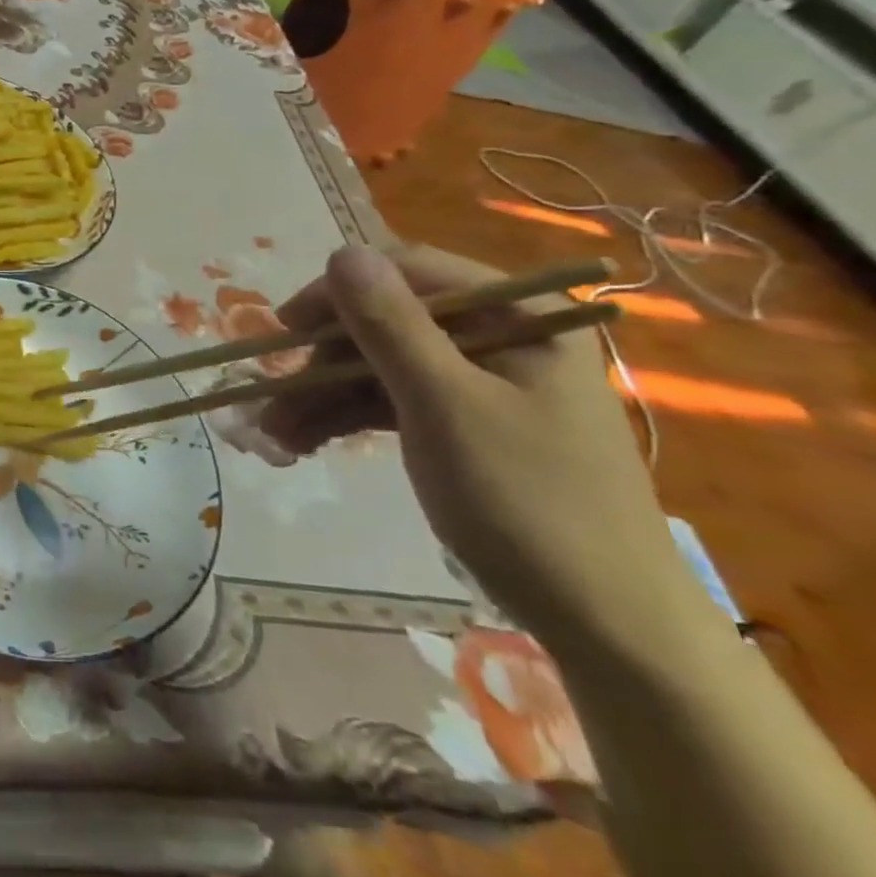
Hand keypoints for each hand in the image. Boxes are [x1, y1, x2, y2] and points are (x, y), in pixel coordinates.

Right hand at [262, 245, 698, 658]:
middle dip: (323, 363)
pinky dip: (348, 420)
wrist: (604, 624)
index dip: (338, 294)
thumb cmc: (526, 501)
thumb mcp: (444, 404)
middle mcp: (501, 337)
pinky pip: (394, 403)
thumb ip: (390, 324)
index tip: (283, 329)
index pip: (409, 274)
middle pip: (388, 324)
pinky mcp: (467, 425)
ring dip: (324, 397)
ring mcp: (483, 384)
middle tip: (271, 398)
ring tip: (274, 435)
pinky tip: (303, 442)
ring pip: (382, 367)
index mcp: (519, 315)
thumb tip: (342, 252)